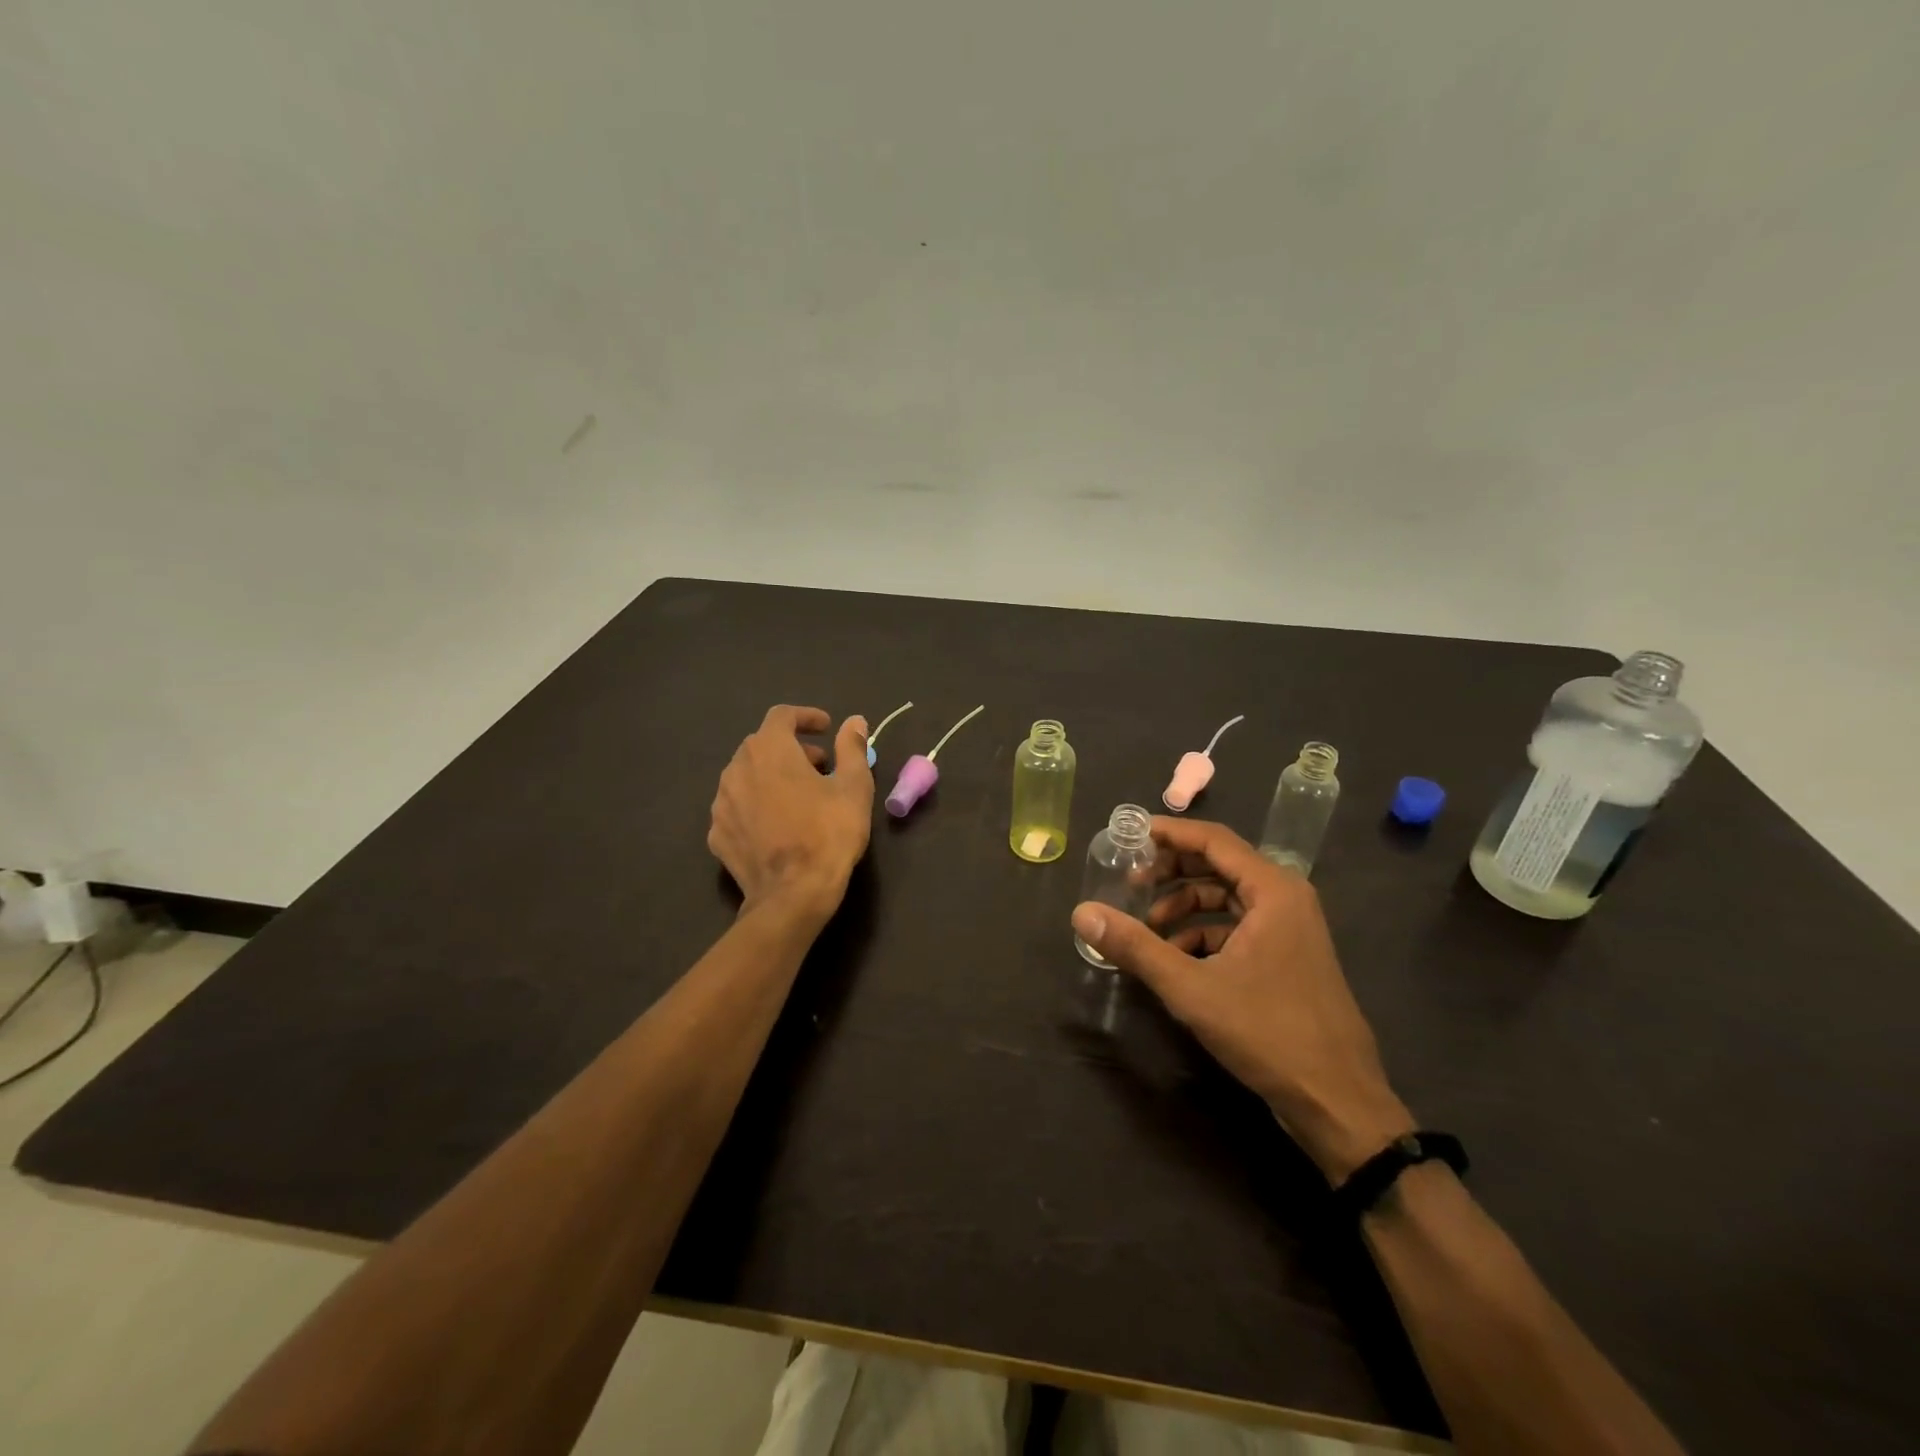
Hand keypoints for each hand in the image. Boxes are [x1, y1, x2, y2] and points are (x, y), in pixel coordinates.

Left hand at [708, 705, 873, 924]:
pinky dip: (757, 804)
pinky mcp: (717, 834)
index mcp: (769, 750)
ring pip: (747, 775)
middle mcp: (736, 768)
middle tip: (821, 766)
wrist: (792, 895)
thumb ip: (851, 748)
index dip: (806, 717)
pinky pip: (738, 807)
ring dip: (773, 776)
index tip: (827, 728)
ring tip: (801, 796)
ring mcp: (721, 803)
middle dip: (792, 748)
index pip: (782, 715)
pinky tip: (778, 824)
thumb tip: (854, 721)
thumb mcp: (854, 787)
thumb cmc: (829, 833)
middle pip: (762, 745)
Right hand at [1071, 817, 1412, 1181]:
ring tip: (1147, 930)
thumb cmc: (1268, 1031)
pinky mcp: (1288, 957)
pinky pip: (1238, 927)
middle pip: (1219, 865)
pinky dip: (1203, 935)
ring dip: (1184, 907)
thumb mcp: (1191, 988)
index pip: (1213, 840)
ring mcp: (1290, 929)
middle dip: (1171, 872)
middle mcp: (1286, 899)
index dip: (1168, 833)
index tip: (1128, 834)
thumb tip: (1082, 914)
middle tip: (1129, 883)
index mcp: (1273, 890)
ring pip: (1226, 899)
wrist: (1338, 1101)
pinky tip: (1176, 961)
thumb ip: (1135, 947)